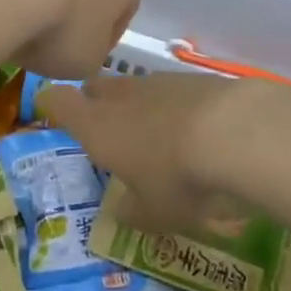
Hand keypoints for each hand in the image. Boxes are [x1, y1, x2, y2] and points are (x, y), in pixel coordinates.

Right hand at [37, 72, 252, 234]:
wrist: (237, 132)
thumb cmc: (179, 179)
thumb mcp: (153, 213)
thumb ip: (132, 211)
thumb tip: (121, 210)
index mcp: (96, 127)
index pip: (59, 102)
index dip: (53, 107)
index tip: (55, 116)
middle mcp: (121, 96)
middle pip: (96, 88)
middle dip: (96, 103)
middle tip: (107, 129)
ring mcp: (158, 81)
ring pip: (135, 87)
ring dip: (139, 105)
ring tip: (156, 135)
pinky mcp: (193, 77)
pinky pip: (171, 89)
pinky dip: (174, 105)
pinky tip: (194, 127)